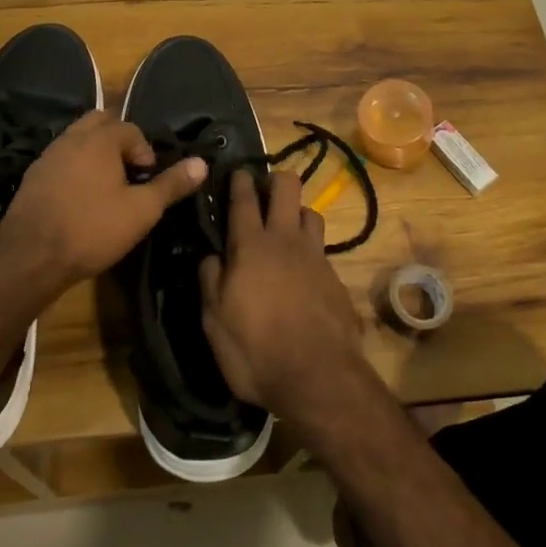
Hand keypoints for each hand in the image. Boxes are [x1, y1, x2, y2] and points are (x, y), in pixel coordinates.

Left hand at [0, 110, 206, 301]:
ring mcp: (47, 157)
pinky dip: (75, 168)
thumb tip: (202, 163)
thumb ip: (171, 184)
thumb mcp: (141, 211)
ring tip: (107, 185)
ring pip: (77, 139)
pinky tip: (80, 197)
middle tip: (129, 171)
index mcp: (99, 139)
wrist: (30, 258)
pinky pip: (60, 160)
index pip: (130, 128)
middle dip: (118, 140)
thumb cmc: (92, 229)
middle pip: (99, 122)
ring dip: (95, 153)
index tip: (149, 179)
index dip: (145, 151)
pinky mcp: (32, 178)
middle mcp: (71, 138)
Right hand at [199, 168, 370, 422]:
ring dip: (297, 212)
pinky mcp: (335, 276)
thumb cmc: (255, 350)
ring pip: (311, 212)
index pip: (244, 200)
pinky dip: (310, 247)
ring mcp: (315, 256)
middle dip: (275, 180)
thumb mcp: (214, 321)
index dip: (240, 181)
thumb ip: (210, 281)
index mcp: (250, 247)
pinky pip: (322, 247)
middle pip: (287, 187)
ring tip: (286, 226)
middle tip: (264, 191)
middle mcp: (285, 240)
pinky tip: (303, 267)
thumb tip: (212, 256)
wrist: (317, 375)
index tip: (238, 171)